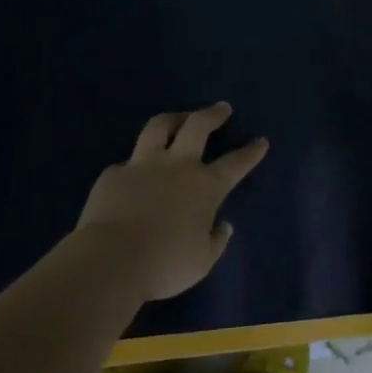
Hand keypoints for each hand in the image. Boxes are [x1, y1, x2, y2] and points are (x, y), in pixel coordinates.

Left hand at [72, 103, 268, 301]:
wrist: (110, 260)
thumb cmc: (164, 264)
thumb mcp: (201, 262)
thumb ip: (215, 241)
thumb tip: (222, 226)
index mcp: (205, 187)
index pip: (235, 164)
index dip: (250, 152)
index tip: (261, 141)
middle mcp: (177, 166)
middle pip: (198, 126)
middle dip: (212, 115)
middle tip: (221, 108)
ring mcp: (142, 165)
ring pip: (159, 127)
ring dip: (173, 118)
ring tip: (179, 117)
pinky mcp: (113, 174)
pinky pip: (126, 163)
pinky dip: (134, 165)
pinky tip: (132, 175)